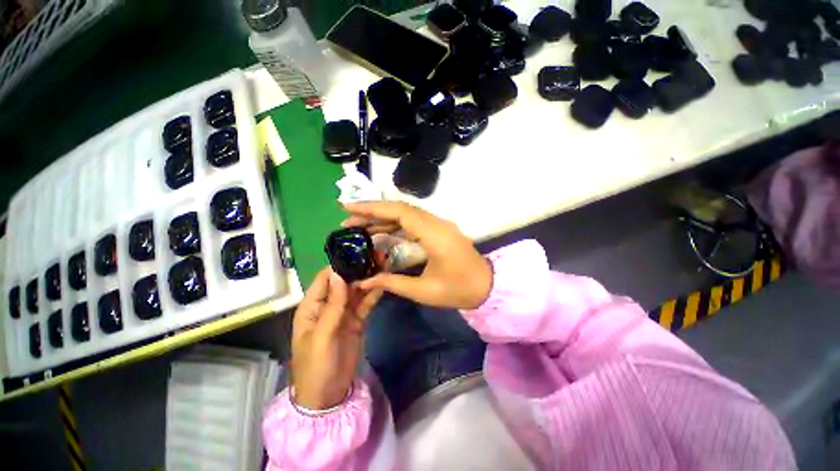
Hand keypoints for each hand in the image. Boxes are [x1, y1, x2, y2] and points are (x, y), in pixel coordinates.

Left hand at [291, 268, 380, 409]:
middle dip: (358, 270)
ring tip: (383, 265)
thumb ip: (333, 305)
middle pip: (344, 282)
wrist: (329, 395)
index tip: (357, 253)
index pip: (324, 279)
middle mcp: (328, 305)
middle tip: (376, 257)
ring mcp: (344, 313)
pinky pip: (366, 303)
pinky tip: (384, 284)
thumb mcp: (322, 335)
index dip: (339, 266)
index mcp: (312, 306)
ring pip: (356, 291)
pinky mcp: (357, 320)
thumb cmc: (316, 365)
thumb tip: (339, 273)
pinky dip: (374, 294)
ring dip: (368, 280)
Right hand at [343, 201, 492, 309]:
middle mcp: (437, 223)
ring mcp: (438, 224)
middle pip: (400, 209)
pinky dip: (394, 224)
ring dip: (382, 218)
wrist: (487, 286)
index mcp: (435, 235)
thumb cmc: (459, 290)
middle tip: (347, 219)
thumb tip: (364, 281)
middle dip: (372, 212)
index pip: (399, 212)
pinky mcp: (438, 229)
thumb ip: (393, 283)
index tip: (348, 208)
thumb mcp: (425, 291)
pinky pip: (413, 221)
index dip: (372, 208)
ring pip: (406, 213)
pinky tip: (380, 233)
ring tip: (358, 227)